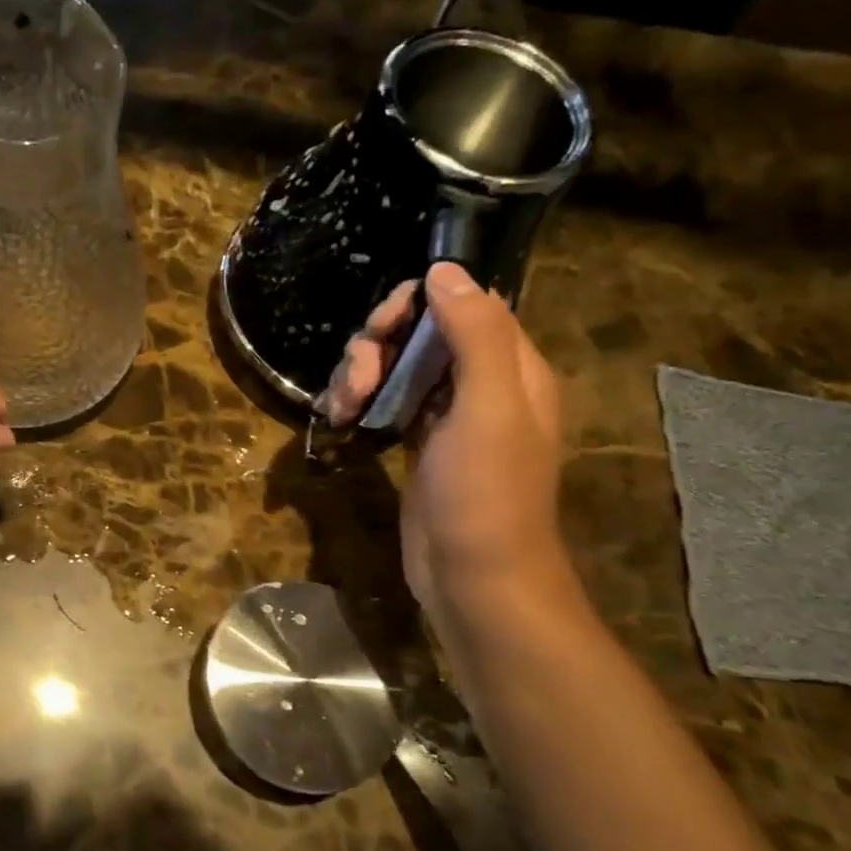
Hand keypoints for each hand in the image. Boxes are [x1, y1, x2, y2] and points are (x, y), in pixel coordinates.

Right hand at [321, 262, 566, 626]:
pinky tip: (339, 420)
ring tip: (342, 409)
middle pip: (419, 334)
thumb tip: (446, 270)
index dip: (416, 305)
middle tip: (356, 382)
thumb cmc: (486, 495)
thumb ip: (475, 335)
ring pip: (395, 367)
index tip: (380, 330)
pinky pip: (385, 401)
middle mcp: (480, 383)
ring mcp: (446, 415)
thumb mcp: (488, 409)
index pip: (462, 304)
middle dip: (377, 347)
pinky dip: (360, 402)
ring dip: (360, 376)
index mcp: (511, 368)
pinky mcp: (417, 443)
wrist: (474, 580)